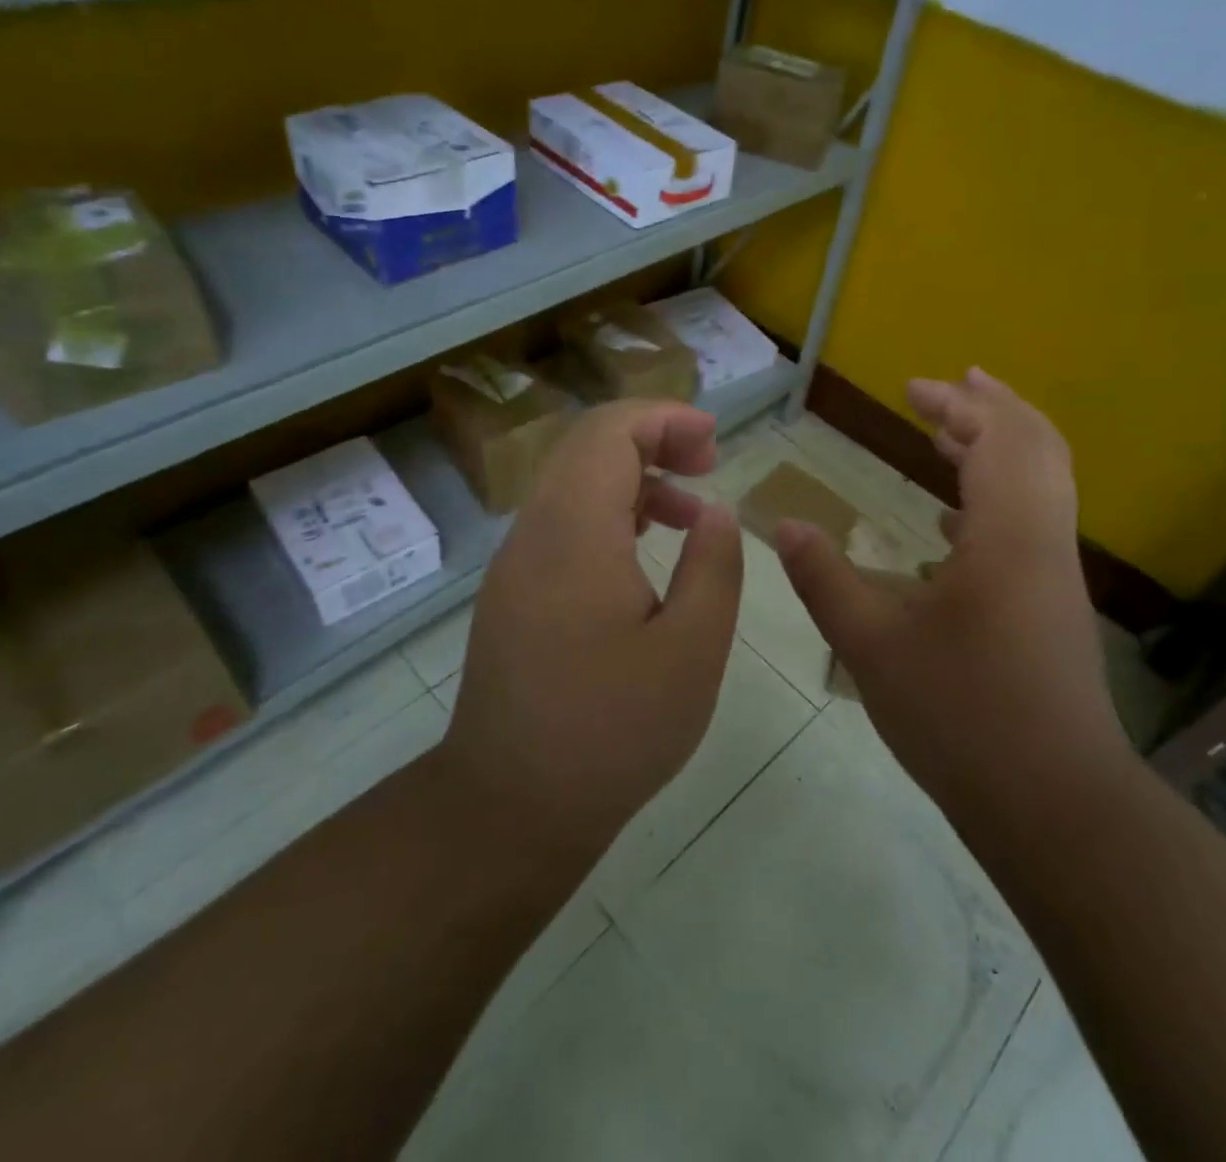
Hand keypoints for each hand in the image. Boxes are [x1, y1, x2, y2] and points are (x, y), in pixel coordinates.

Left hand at [440, 400, 743, 864]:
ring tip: (691, 514)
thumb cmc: (611, 731)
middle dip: (653, 439)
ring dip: (634, 479)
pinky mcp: (513, 593)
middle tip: (709, 466)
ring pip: (573, 484)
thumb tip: (715, 512)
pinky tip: (646, 552)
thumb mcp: (692, 651)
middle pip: (587, 447)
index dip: (664, 419)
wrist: (510, 806)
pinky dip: (610, 514)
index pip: (609, 432)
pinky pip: (563, 524)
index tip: (714, 442)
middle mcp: (534, 533)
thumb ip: (714, 567)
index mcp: (575, 534)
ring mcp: (516, 564)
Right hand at [776, 369, 1128, 818]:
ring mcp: (1055, 575)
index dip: (956, 405)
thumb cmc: (961, 716)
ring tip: (948, 436)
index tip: (912, 388)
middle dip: (988, 408)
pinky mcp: (1054, 606)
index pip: (995, 439)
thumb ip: (824, 578)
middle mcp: (1043, 541)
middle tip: (942, 390)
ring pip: (1040, 484)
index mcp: (1008, 535)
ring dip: (997, 448)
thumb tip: (782, 525)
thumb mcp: (872, 645)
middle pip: (1034, 446)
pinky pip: (1033, 522)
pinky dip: (997, 497)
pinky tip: (952, 522)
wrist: (1054, 804)